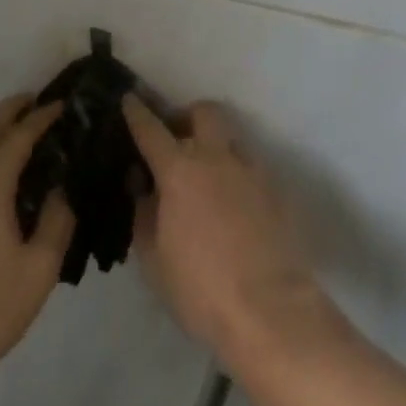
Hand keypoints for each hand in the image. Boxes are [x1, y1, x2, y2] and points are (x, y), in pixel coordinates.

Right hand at [122, 97, 335, 370]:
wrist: (269, 308)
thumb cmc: (200, 288)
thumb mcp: (153, 259)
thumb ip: (144, 214)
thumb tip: (142, 185)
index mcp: (180, 171)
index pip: (151, 130)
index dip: (137, 112)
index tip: (130, 97)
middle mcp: (217, 157)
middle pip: (204, 112)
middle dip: (187, 116)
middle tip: (176, 138)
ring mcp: (250, 169)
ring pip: (231, 137)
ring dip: (215, 144)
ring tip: (206, 174)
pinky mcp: (275, 188)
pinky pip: (250, 166)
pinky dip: (235, 173)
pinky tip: (231, 203)